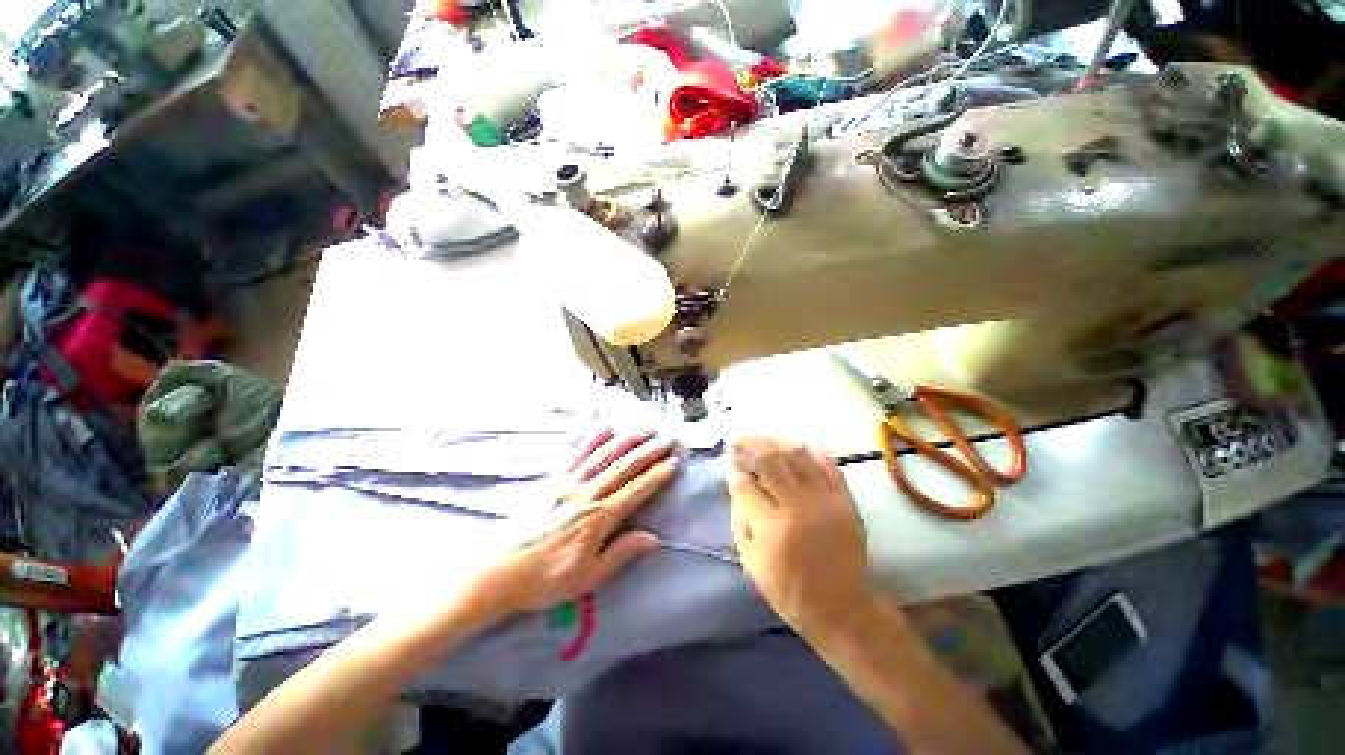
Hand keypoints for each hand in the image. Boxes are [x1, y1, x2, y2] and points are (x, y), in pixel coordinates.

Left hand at [479, 429, 678, 616]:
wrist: (496, 572)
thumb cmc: (544, 580)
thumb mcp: (586, 578)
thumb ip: (620, 554)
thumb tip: (653, 538)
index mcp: (597, 518)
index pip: (635, 491)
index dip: (656, 475)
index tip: (673, 461)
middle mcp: (586, 494)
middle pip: (623, 468)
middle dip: (648, 452)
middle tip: (667, 439)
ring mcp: (568, 482)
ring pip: (603, 456)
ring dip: (626, 441)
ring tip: (644, 429)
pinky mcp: (552, 478)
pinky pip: (577, 454)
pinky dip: (593, 440)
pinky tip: (606, 428)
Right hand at [727, 437, 874, 635]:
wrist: (843, 608)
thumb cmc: (789, 590)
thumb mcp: (751, 562)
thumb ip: (740, 519)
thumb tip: (736, 483)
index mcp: (772, 526)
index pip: (746, 484)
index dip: (734, 466)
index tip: (727, 456)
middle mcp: (798, 505)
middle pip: (770, 461)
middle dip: (750, 445)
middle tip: (739, 440)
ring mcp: (825, 500)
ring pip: (797, 456)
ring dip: (776, 442)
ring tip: (763, 439)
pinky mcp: (845, 500)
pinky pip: (829, 466)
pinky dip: (813, 451)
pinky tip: (798, 443)